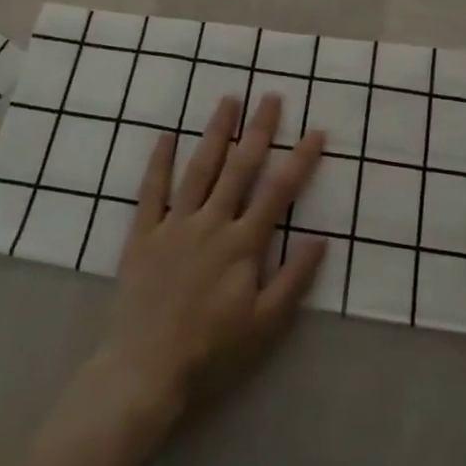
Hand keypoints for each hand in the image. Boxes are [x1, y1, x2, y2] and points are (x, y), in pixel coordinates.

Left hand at [86, 94, 327, 426]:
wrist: (145, 369)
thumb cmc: (212, 350)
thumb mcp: (265, 324)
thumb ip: (294, 279)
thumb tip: (322, 238)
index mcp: (243, 244)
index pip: (278, 192)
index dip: (299, 160)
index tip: (315, 132)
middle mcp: (211, 224)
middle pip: (239, 168)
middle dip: (258, 131)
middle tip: (270, 97)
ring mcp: (174, 225)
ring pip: (199, 169)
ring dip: (215, 133)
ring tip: (228, 101)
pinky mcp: (143, 234)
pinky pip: (151, 191)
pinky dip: (160, 161)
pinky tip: (167, 135)